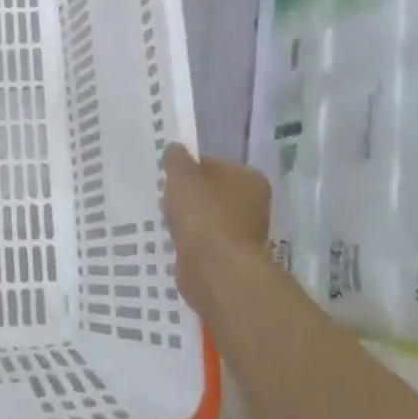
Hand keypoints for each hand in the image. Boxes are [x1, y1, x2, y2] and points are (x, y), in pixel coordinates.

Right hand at [162, 145, 272, 319]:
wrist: (215, 268)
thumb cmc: (202, 213)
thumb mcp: (182, 174)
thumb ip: (176, 158)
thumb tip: (175, 150)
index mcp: (249, 178)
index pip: (214, 163)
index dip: (188, 167)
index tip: (168, 176)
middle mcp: (253, 204)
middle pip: (211, 191)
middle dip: (187, 195)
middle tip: (164, 198)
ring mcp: (242, 232)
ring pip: (206, 217)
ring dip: (187, 219)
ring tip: (166, 220)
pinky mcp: (228, 256)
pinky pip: (202, 240)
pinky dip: (189, 240)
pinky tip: (174, 241)